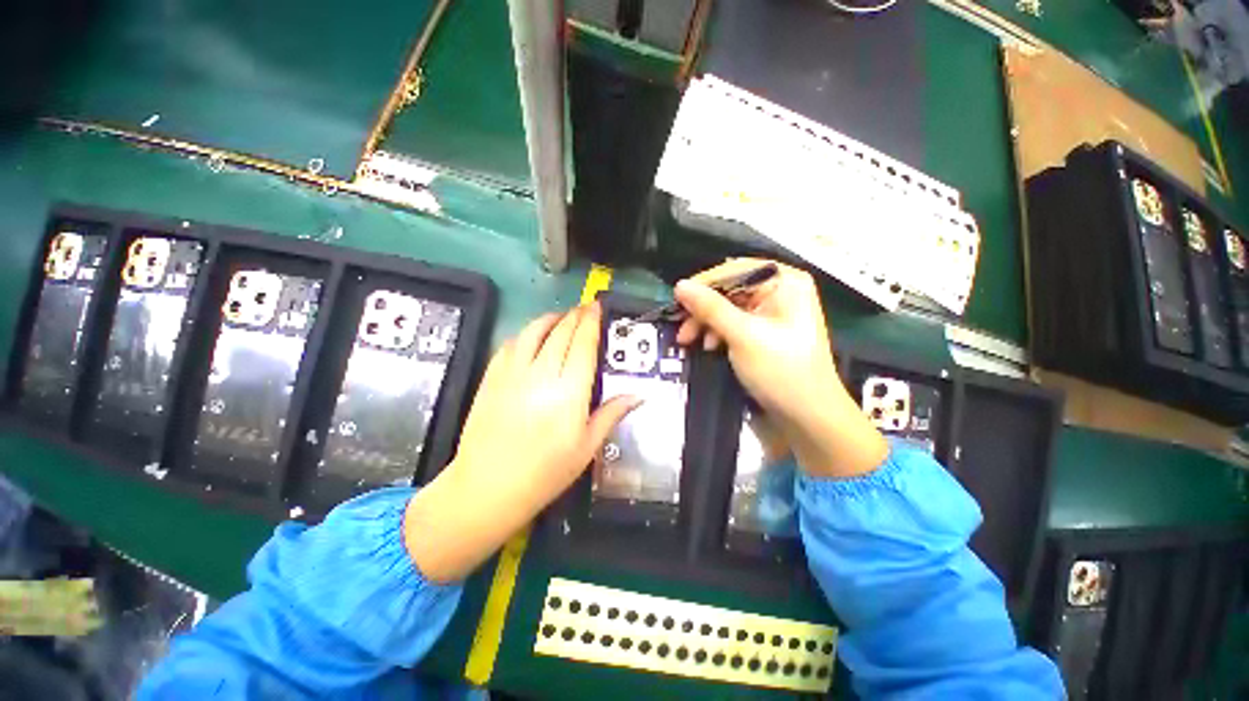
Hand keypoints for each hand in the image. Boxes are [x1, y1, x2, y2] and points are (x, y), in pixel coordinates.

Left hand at [404, 304, 638, 582]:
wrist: (487, 488)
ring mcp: (512, 373)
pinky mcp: (492, 378)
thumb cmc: (545, 473)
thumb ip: (611, 414)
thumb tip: (638, 396)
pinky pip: (511, 344)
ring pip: (534, 331)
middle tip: (585, 308)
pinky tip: (532, 336)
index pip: (583, 344)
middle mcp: (542, 374)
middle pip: (561, 332)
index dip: (591, 322)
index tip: (597, 308)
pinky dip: (525, 333)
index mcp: (569, 392)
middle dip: (575, 315)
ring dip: (550, 318)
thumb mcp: (587, 447)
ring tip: (561, 317)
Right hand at [674, 259, 886, 478]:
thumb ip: (710, 308)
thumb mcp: (743, 335)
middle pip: (730, 290)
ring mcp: (772, 314)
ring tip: (690, 342)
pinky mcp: (765, 333)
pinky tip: (709, 348)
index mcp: (785, 282)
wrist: (808, 417)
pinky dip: (718, 334)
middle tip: (682, 329)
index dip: (704, 283)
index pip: (735, 270)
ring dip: (706, 323)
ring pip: (729, 308)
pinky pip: (734, 324)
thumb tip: (680, 286)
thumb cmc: (781, 370)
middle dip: (703, 309)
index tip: (677, 299)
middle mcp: (780, 292)